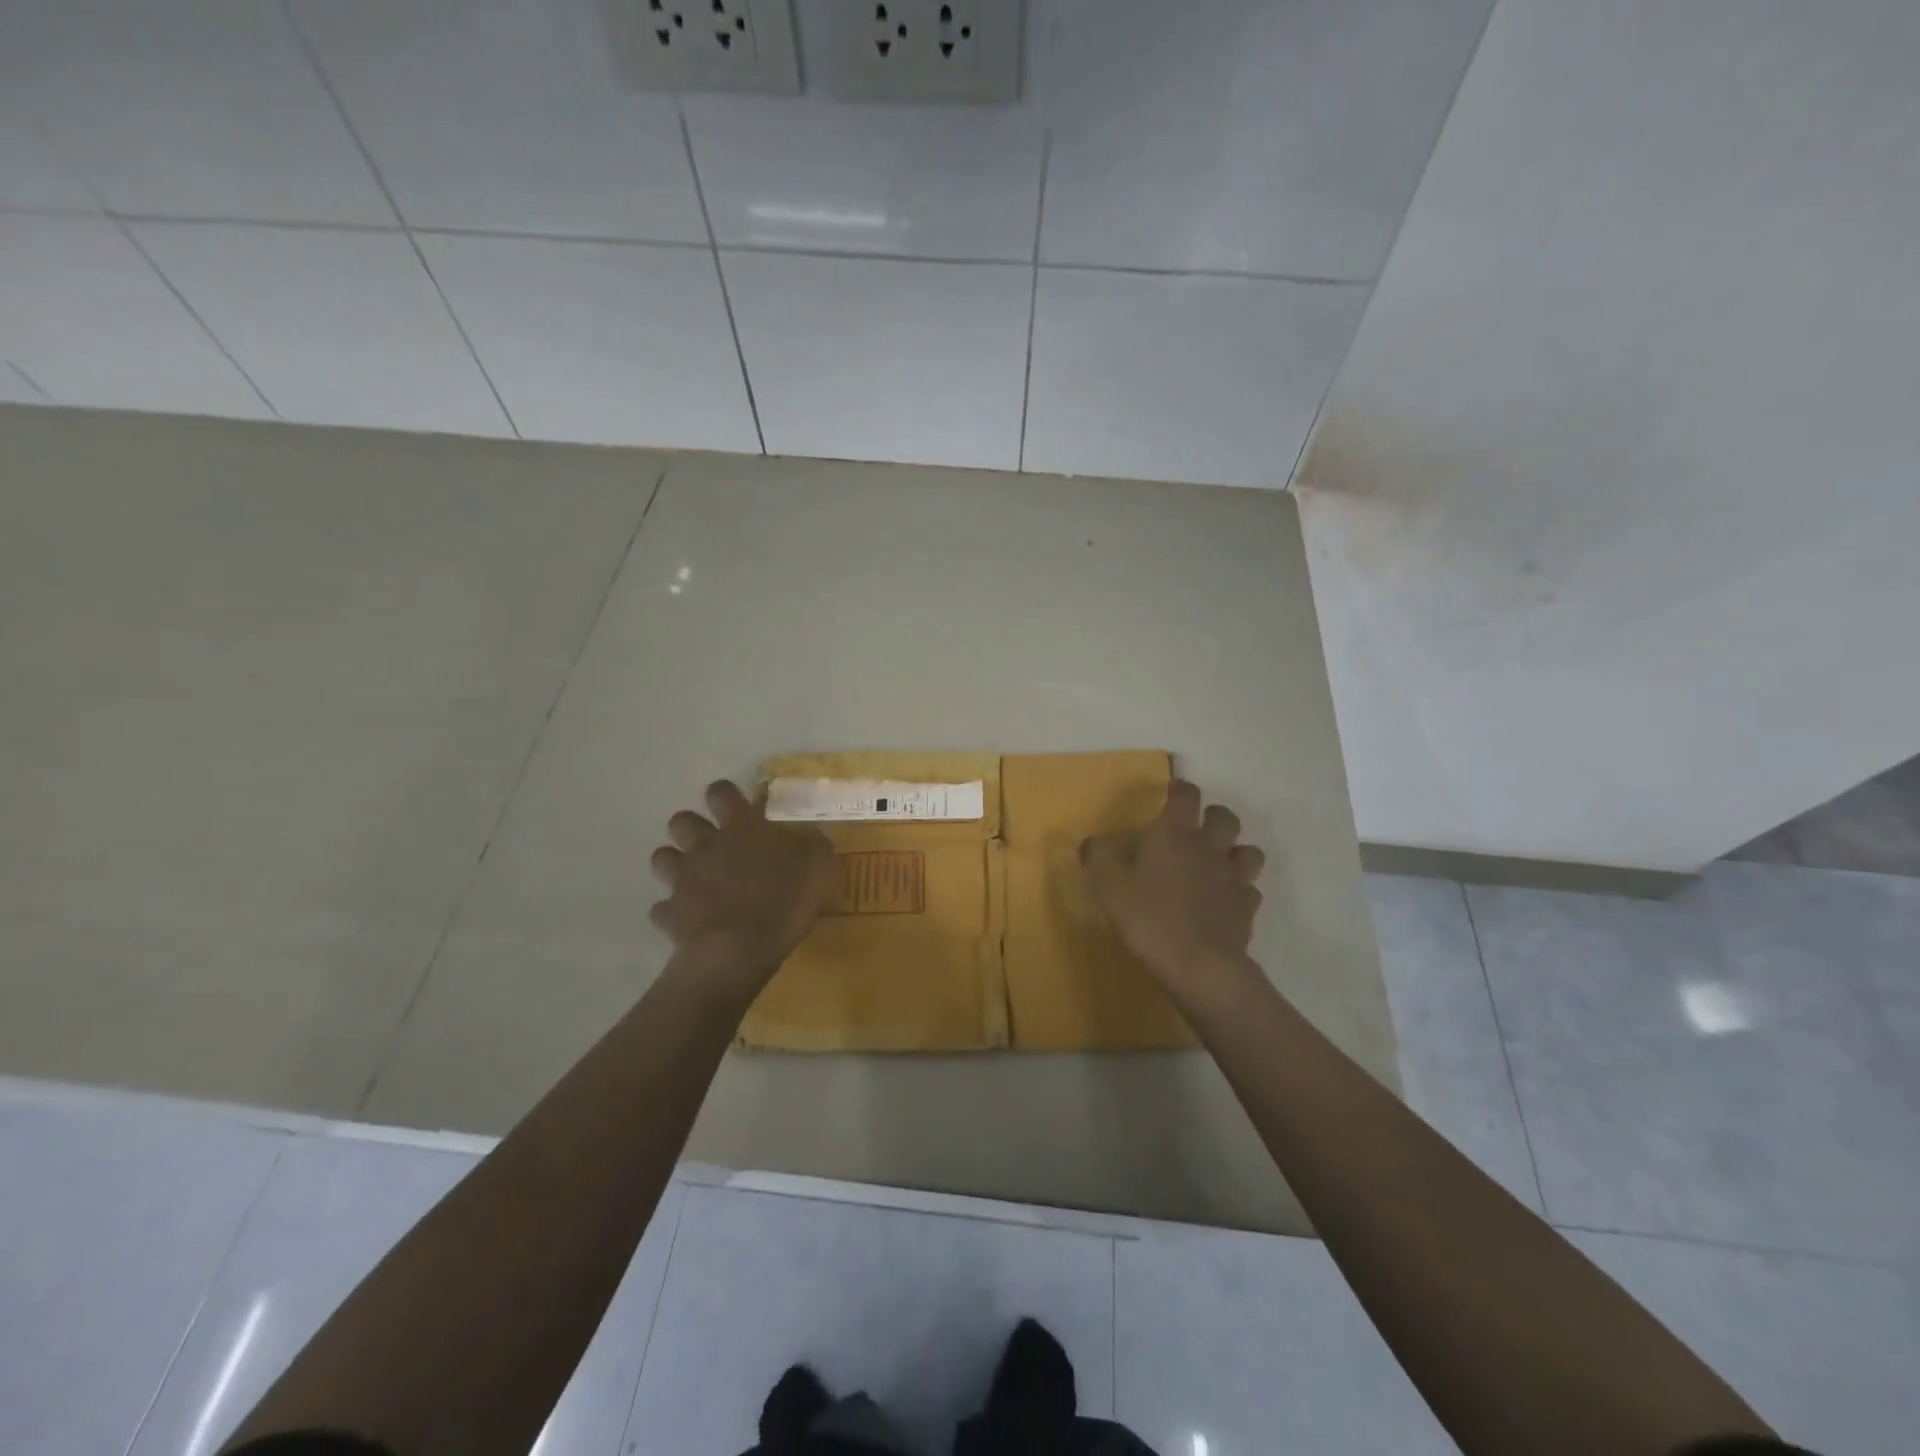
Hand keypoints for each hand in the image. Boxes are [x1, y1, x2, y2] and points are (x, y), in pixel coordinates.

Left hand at [649, 780, 835, 998]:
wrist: (736, 952)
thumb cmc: (781, 902)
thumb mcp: (818, 869)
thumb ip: (814, 846)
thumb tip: (813, 836)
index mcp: (740, 828)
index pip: (721, 792)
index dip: (726, 795)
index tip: (738, 807)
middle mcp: (705, 846)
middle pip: (681, 820)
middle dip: (692, 827)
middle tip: (714, 844)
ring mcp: (682, 879)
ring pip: (662, 857)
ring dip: (675, 863)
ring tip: (696, 878)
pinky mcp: (669, 913)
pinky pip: (662, 907)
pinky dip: (673, 911)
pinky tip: (689, 919)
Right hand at [1081, 779, 1265, 997]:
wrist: (1199, 966)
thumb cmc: (1149, 919)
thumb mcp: (1107, 888)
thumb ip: (1097, 859)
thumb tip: (1092, 842)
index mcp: (1175, 835)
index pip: (1186, 795)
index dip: (1180, 789)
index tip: (1172, 793)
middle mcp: (1209, 849)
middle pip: (1225, 818)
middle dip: (1214, 817)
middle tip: (1197, 830)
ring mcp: (1233, 879)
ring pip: (1248, 852)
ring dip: (1235, 852)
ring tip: (1218, 863)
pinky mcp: (1247, 909)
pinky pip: (1250, 890)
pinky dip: (1240, 891)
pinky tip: (1225, 901)